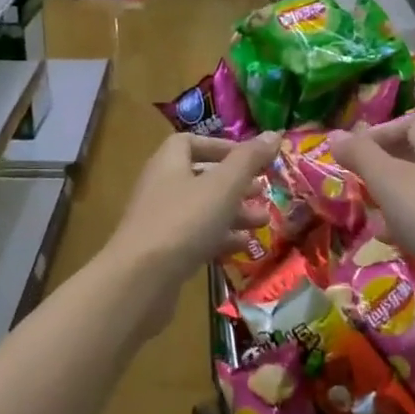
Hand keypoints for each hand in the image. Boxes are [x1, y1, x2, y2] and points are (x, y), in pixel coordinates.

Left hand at [106, 131, 280, 327]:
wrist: (140, 280)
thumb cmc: (184, 221)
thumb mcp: (223, 185)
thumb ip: (249, 159)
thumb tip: (274, 133)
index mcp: (169, 163)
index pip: (190, 142)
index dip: (221, 146)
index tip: (250, 158)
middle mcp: (161, 188)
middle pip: (201, 177)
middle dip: (236, 184)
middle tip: (264, 191)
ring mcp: (160, 222)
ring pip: (202, 210)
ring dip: (234, 213)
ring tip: (263, 221)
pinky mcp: (164, 253)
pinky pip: (196, 238)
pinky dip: (220, 238)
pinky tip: (244, 247)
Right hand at [329, 115, 414, 288]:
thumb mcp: (387, 180)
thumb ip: (361, 155)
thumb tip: (334, 134)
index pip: (412, 123)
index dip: (381, 131)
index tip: (355, 151)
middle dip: (382, 167)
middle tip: (357, 181)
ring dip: (391, 199)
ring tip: (368, 213)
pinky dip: (405, 226)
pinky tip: (390, 241)